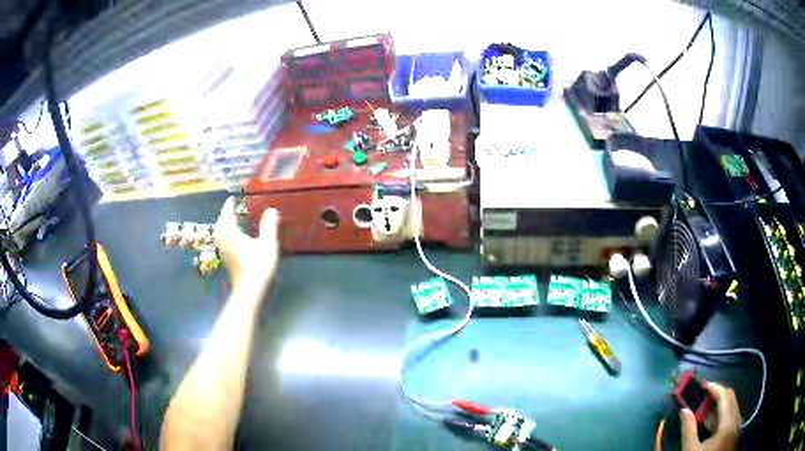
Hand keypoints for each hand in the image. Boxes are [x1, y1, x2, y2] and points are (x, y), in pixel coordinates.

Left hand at [213, 197, 279, 294]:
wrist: (249, 292)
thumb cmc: (258, 267)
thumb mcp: (267, 244)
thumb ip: (269, 226)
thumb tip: (271, 209)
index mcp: (230, 233)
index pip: (227, 214)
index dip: (229, 206)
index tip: (232, 199)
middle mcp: (223, 240)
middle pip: (220, 224)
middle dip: (225, 215)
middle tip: (231, 209)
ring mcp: (223, 251)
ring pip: (220, 234)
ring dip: (224, 226)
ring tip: (232, 222)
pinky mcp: (226, 260)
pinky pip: (222, 241)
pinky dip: (226, 235)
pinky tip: (234, 238)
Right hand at [681, 382, 740, 450]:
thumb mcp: (691, 450)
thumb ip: (688, 430)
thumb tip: (684, 410)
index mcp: (728, 422)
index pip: (725, 395)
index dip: (714, 387)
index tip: (701, 385)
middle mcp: (736, 419)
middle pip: (730, 398)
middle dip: (716, 395)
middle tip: (701, 397)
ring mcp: (737, 426)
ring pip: (731, 407)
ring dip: (719, 405)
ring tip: (704, 410)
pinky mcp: (735, 433)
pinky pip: (731, 417)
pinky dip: (722, 414)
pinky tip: (711, 424)